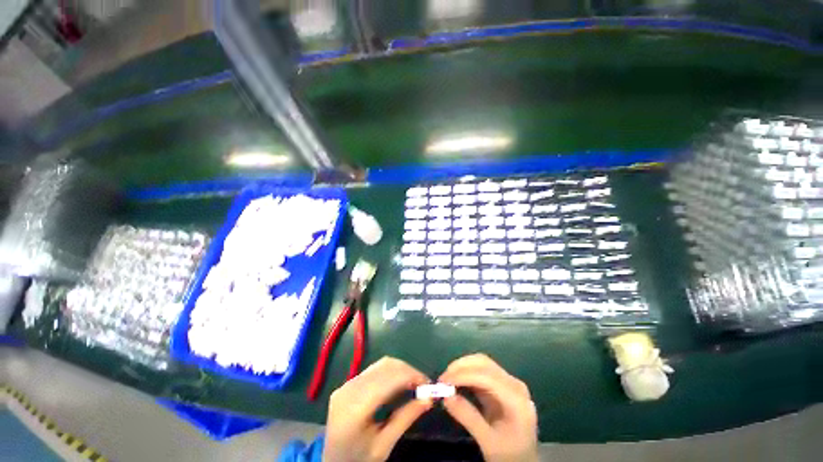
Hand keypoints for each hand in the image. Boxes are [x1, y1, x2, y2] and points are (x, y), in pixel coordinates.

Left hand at [323, 357, 431, 461]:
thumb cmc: (359, 459)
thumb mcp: (384, 445)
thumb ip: (406, 418)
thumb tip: (429, 398)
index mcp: (356, 407)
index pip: (389, 379)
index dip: (412, 375)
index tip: (429, 384)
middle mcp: (350, 388)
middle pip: (386, 366)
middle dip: (408, 371)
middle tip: (424, 384)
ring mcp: (347, 383)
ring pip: (381, 364)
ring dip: (400, 369)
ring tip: (414, 382)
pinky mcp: (347, 383)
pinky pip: (374, 370)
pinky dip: (390, 372)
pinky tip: (398, 383)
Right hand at [440, 354, 538, 461]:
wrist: (524, 461)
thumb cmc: (509, 454)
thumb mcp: (488, 441)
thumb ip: (468, 417)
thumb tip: (446, 397)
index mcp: (516, 399)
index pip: (487, 377)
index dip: (464, 375)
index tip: (444, 381)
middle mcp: (514, 384)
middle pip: (485, 364)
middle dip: (461, 367)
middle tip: (443, 379)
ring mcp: (508, 382)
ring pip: (482, 363)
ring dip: (463, 367)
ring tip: (447, 379)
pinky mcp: (501, 384)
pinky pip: (481, 371)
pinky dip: (467, 373)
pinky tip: (456, 381)